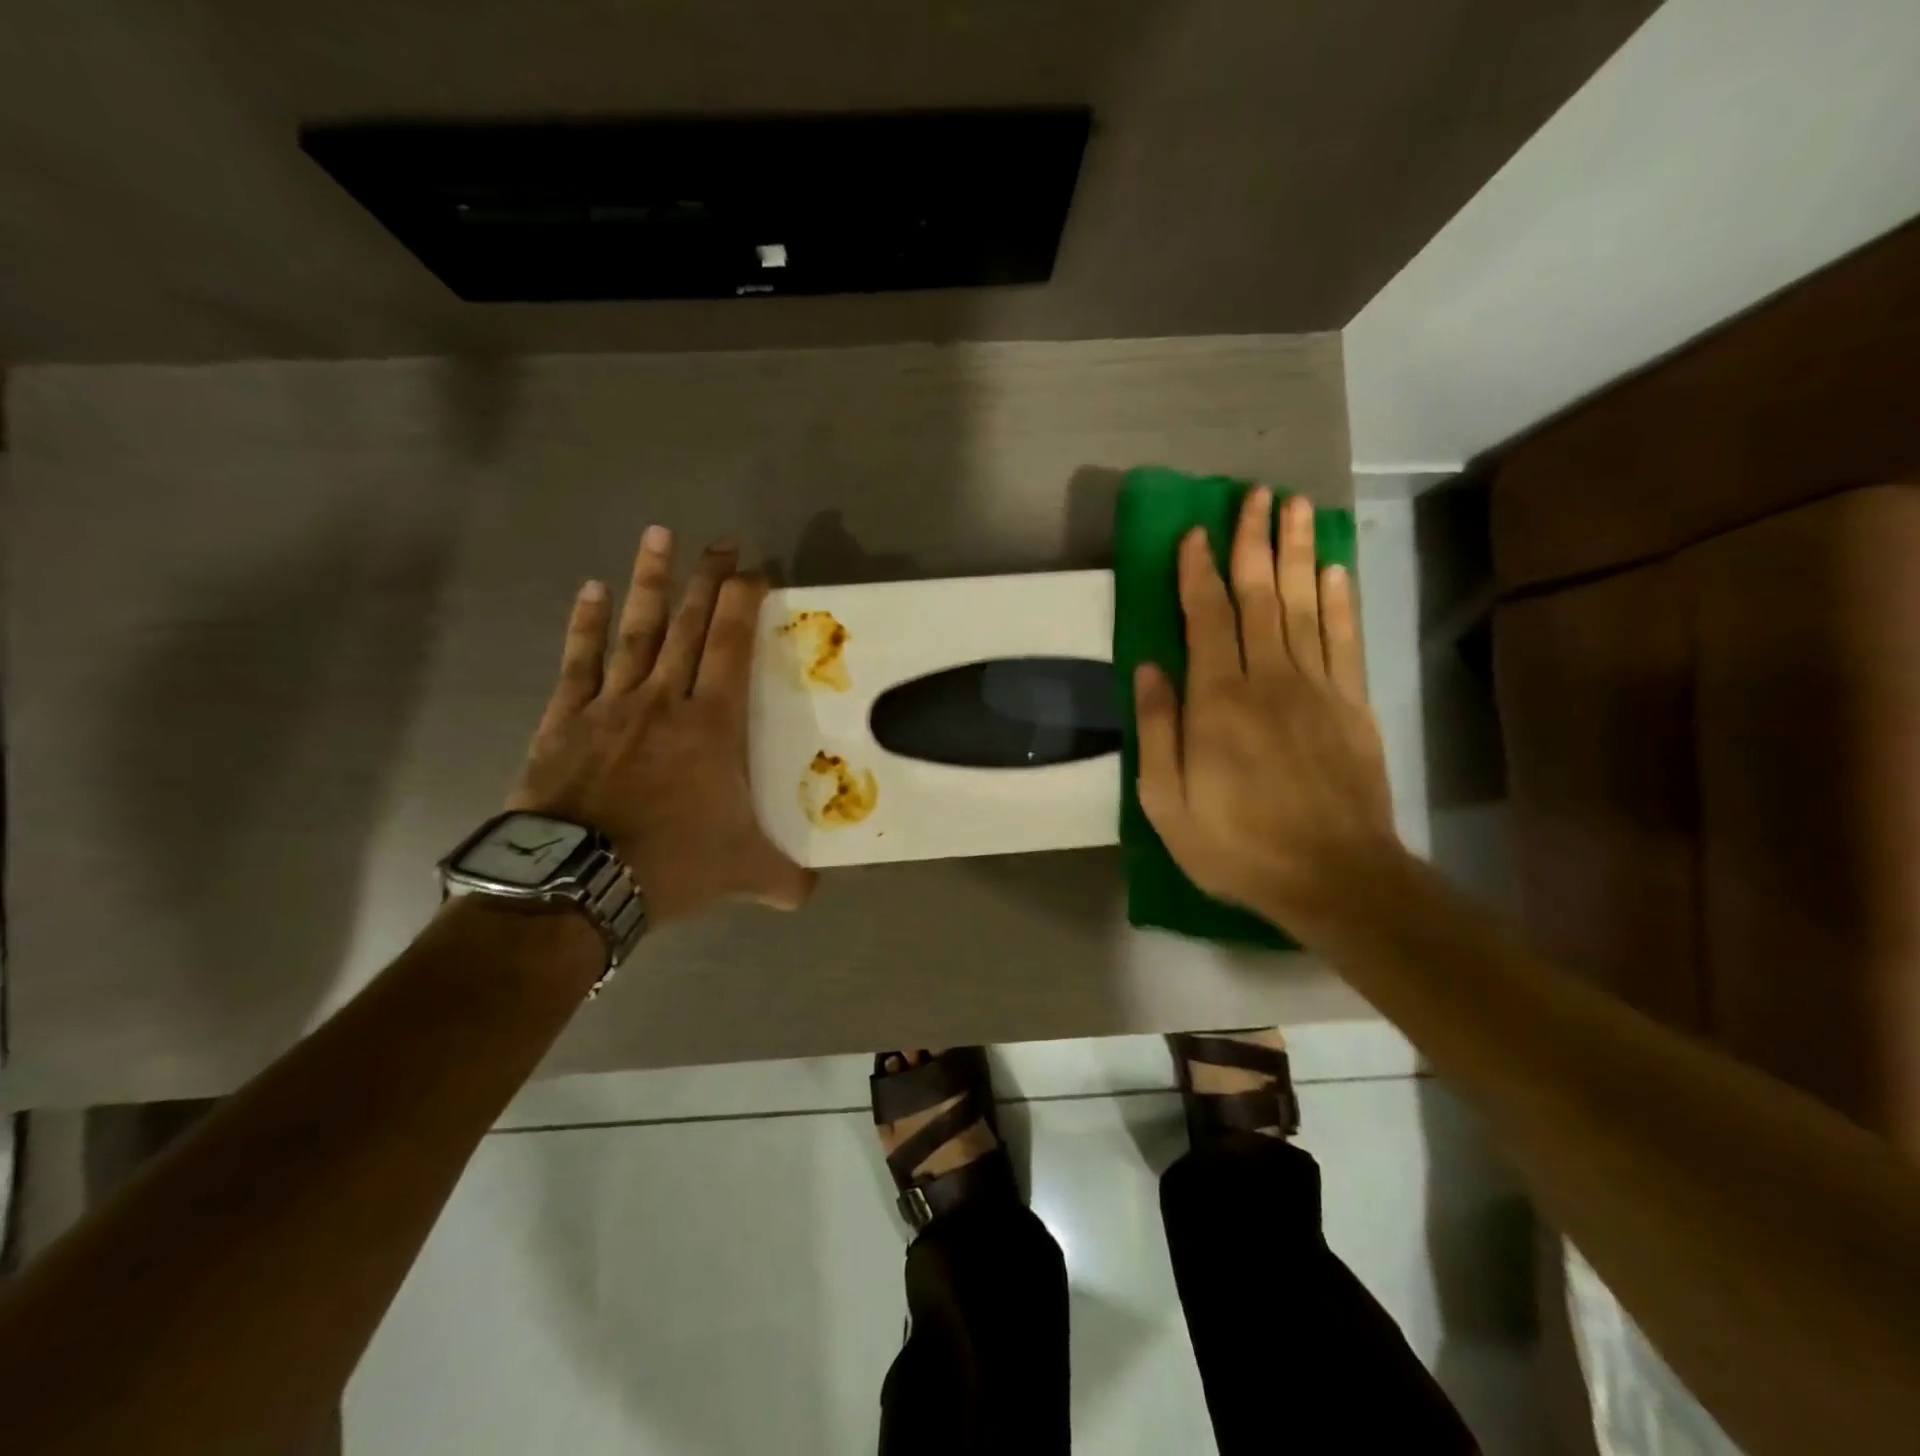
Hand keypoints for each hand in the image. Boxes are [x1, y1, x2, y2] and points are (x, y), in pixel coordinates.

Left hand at [509, 526, 814, 924]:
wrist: (577, 882)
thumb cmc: (672, 864)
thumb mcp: (745, 873)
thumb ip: (785, 879)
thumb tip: (812, 894)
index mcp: (713, 724)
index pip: (733, 646)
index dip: (745, 602)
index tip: (758, 571)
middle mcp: (666, 700)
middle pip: (688, 625)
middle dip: (708, 579)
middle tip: (721, 542)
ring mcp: (612, 705)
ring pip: (636, 631)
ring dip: (649, 582)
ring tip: (659, 536)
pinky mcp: (566, 720)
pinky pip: (578, 662)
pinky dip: (585, 625)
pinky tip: (591, 590)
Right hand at [1134, 489, 1398, 923]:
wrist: (1333, 876)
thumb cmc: (1236, 844)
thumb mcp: (1167, 803)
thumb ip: (1156, 730)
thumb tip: (1149, 666)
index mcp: (1217, 702)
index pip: (1207, 618)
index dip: (1199, 571)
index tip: (1195, 532)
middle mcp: (1268, 680)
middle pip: (1260, 596)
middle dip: (1253, 542)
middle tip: (1254, 494)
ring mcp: (1317, 688)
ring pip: (1304, 605)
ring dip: (1297, 552)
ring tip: (1295, 507)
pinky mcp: (1352, 705)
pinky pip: (1343, 640)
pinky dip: (1338, 600)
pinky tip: (1333, 568)